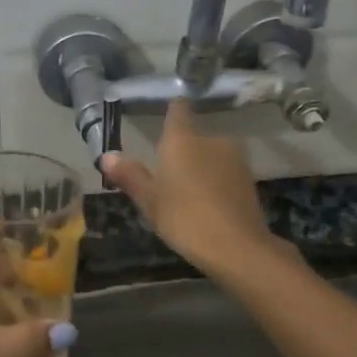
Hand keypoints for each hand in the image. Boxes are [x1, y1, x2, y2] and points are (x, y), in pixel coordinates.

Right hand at [100, 101, 281, 275]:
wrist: (237, 246)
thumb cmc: (184, 218)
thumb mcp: (150, 201)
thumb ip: (130, 175)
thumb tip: (107, 156)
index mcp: (182, 139)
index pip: (178, 109)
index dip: (172, 110)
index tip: (165, 116)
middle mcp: (211, 139)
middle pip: (193, 137)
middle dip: (182, 151)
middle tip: (167, 176)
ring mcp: (235, 158)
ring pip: (211, 155)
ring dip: (200, 167)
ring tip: (187, 194)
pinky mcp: (249, 178)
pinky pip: (225, 172)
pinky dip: (216, 182)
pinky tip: (208, 205)